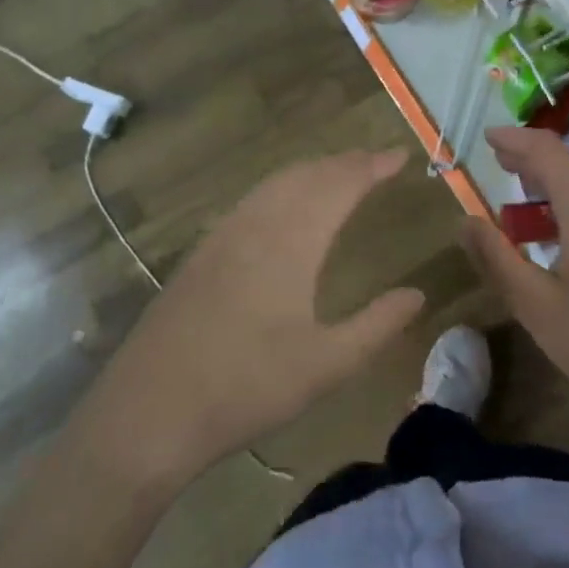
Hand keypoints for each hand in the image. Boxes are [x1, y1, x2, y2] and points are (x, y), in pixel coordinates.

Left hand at [78, 148, 425, 486]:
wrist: (151, 410)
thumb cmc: (247, 387)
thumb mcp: (328, 366)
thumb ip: (377, 326)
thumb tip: (417, 294)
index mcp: (291, 243)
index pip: (340, 186)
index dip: (372, 167)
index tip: (400, 157)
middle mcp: (257, 225)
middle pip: (307, 175)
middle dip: (345, 162)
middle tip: (376, 162)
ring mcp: (223, 237)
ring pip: (275, 184)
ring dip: (312, 171)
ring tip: (339, 174)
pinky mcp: (202, 255)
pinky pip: (252, 200)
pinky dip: (282, 187)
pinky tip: (284, 207)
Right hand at [462, 127, 568, 431]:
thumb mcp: (536, 304)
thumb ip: (496, 258)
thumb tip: (465, 221)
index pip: (545, 149)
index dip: (513, 140)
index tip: (487, 137)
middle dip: (531, 163)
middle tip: (499, 166)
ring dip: (554, 189)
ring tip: (524, 206)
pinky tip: (564, 240)